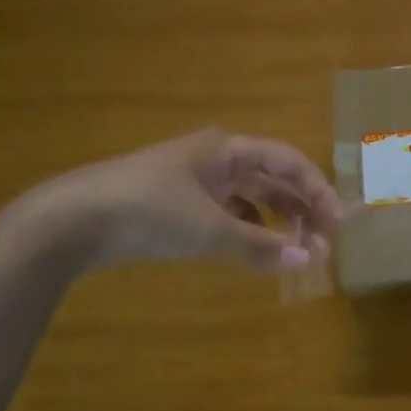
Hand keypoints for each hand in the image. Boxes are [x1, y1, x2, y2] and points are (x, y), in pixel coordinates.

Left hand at [23, 129, 341, 275]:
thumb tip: (308, 261)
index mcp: (227, 149)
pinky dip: (246, 232)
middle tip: (323, 243)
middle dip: (300, 209)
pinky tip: (255, 253)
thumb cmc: (148, 210)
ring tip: (295, 252)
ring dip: (275, 223)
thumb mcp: (208, 228)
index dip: (318, 189)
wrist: (71, 219)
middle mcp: (215, 159)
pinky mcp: (175, 206)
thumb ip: (259, 245)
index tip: (338, 223)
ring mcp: (193, 182)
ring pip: (249, 199)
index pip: (288, 161)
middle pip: (271, 180)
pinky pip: (225, 215)